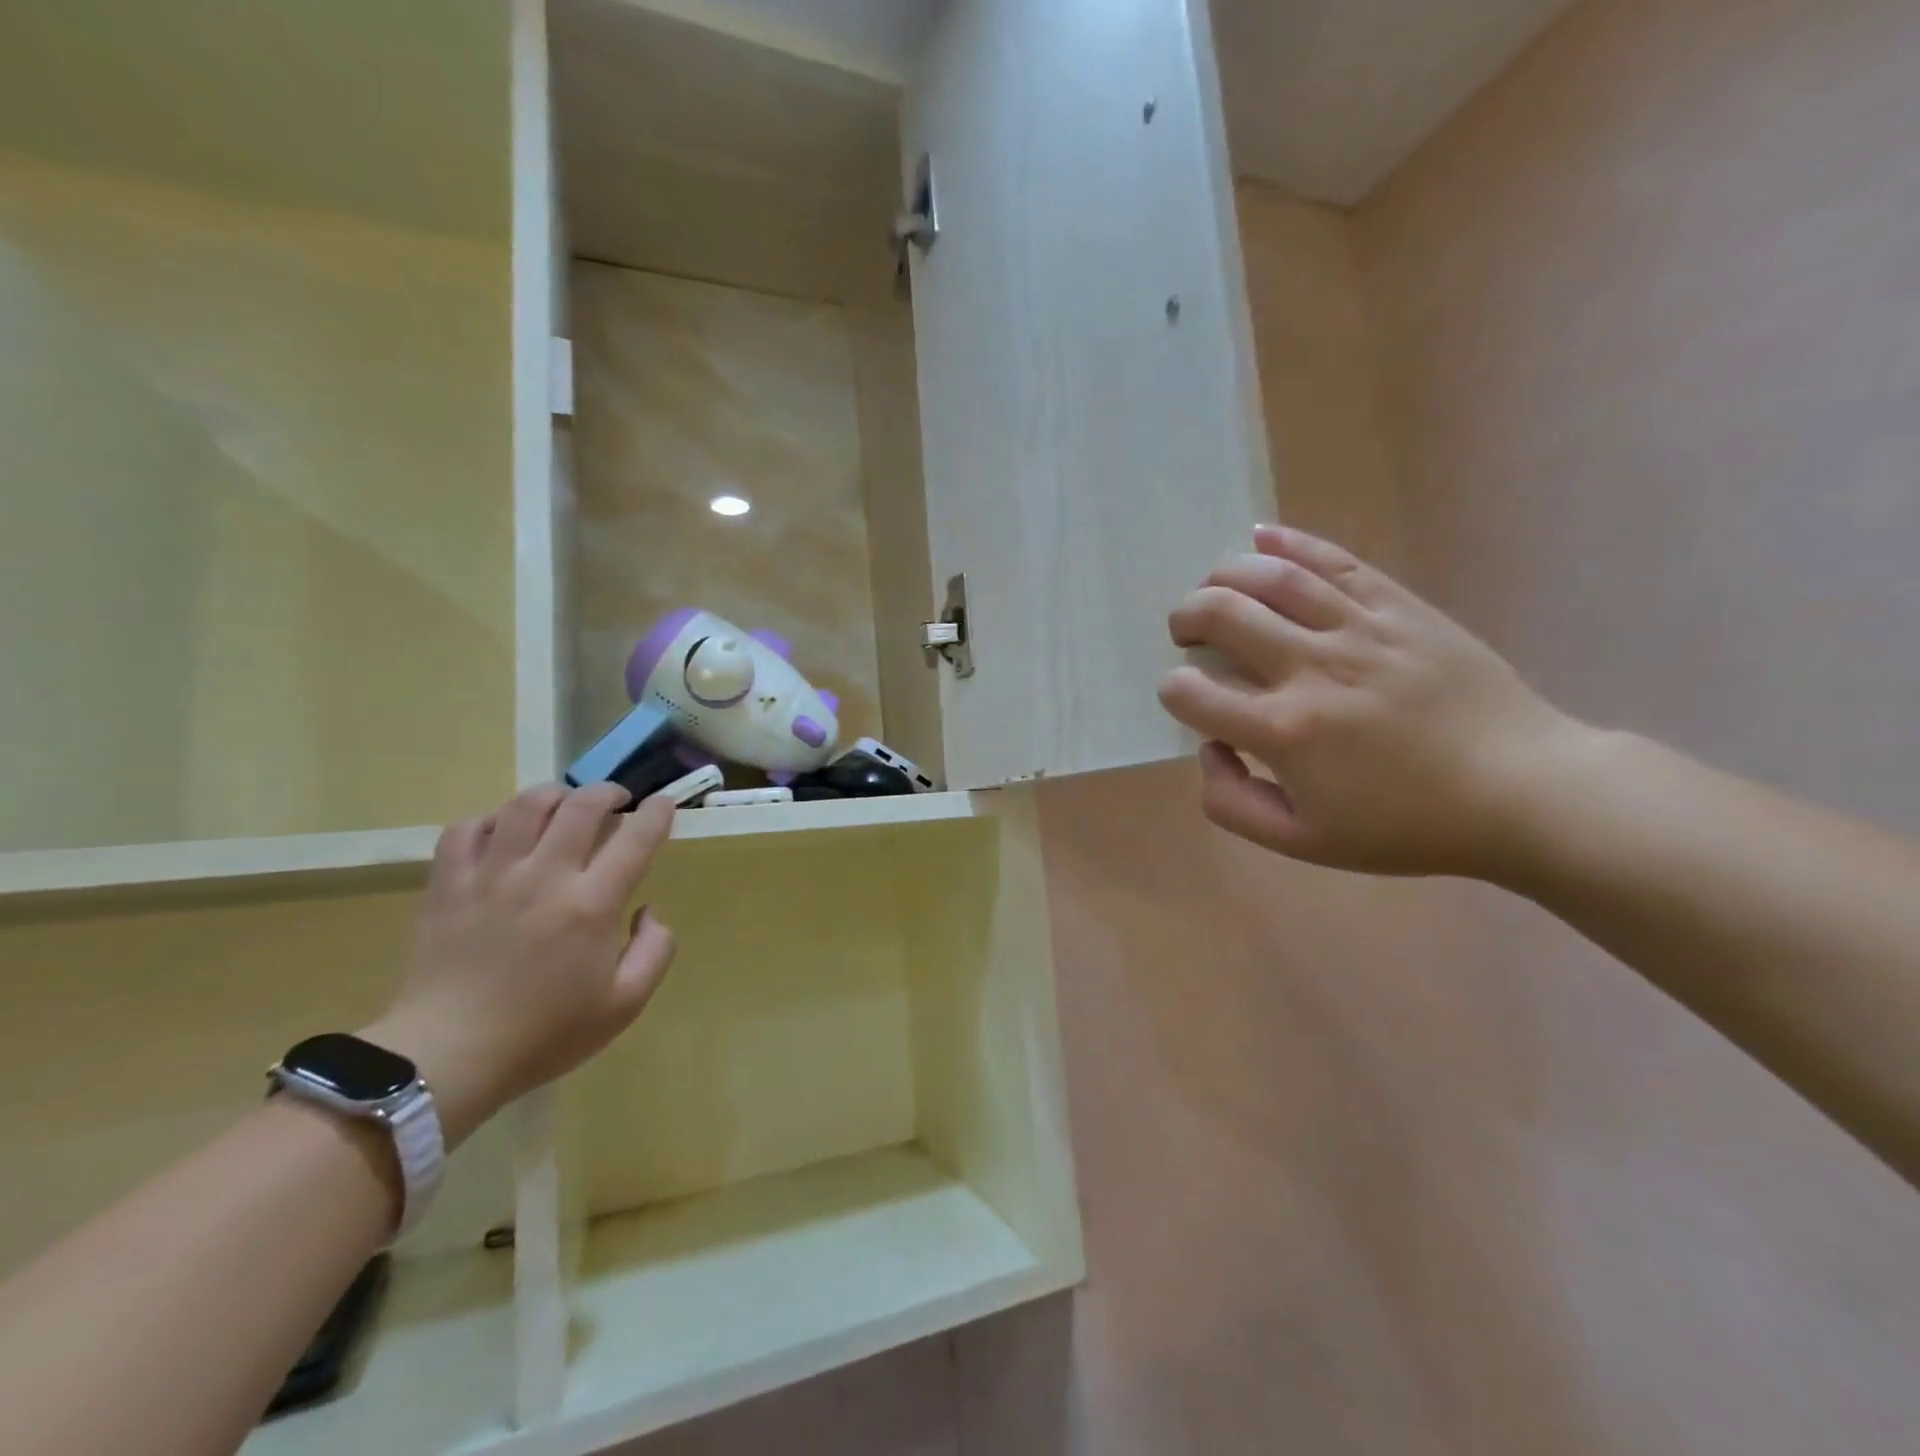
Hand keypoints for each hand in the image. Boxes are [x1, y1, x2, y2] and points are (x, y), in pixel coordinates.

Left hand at [362, 783, 677, 1145]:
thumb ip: (654, 950)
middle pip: (582, 805)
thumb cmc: (544, 1034)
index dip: (657, 812)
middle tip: (617, 802)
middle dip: (608, 792)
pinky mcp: (447, 884)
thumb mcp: (624, 1005)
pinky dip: (491, 820)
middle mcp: (544, 876)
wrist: (446, 1058)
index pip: (636, 837)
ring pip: (525, 805)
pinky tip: (504, 834)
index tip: (663, 805)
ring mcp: (490, 876)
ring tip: (564, 806)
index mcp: (592, 905)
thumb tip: (648, 910)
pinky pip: (466, 828)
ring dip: (555, 796)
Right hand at [1158, 524, 1588, 877]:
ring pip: (1270, 577)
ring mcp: (1358, 629)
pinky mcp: (1398, 606)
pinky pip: (1334, 561)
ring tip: (1215, 591)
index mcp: (1283, 731)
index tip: (1186, 699)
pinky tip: (1260, 538)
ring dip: (1223, 577)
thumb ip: (1231, 802)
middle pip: (1220, 614)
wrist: (1519, 790)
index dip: (1173, 691)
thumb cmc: (1404, 824)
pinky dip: (1289, 543)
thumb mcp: (1302, 842)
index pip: (1190, 692)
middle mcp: (1311, 668)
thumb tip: (1209, 748)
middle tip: (1189, 634)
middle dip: (1186, 619)